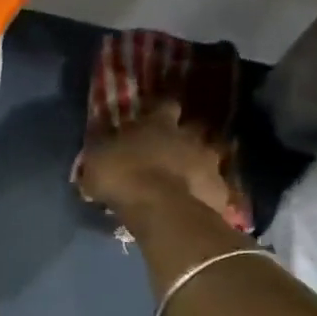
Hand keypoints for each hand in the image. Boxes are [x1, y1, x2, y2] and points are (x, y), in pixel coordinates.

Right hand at [77, 101, 232, 220]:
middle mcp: (189, 137)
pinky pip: (212, 188)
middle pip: (193, 130)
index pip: (166, 105)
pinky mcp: (220, 190)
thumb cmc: (122, 176)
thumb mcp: (96, 160)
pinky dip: (203, 193)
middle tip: (170, 153)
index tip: (154, 118)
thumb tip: (99, 140)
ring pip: (207, 158)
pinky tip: (191, 204)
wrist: (160, 209)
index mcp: (159, 124)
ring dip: (196, 166)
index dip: (160, 111)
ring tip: (182, 182)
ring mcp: (210, 163)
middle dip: (184, 139)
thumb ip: (102, 148)